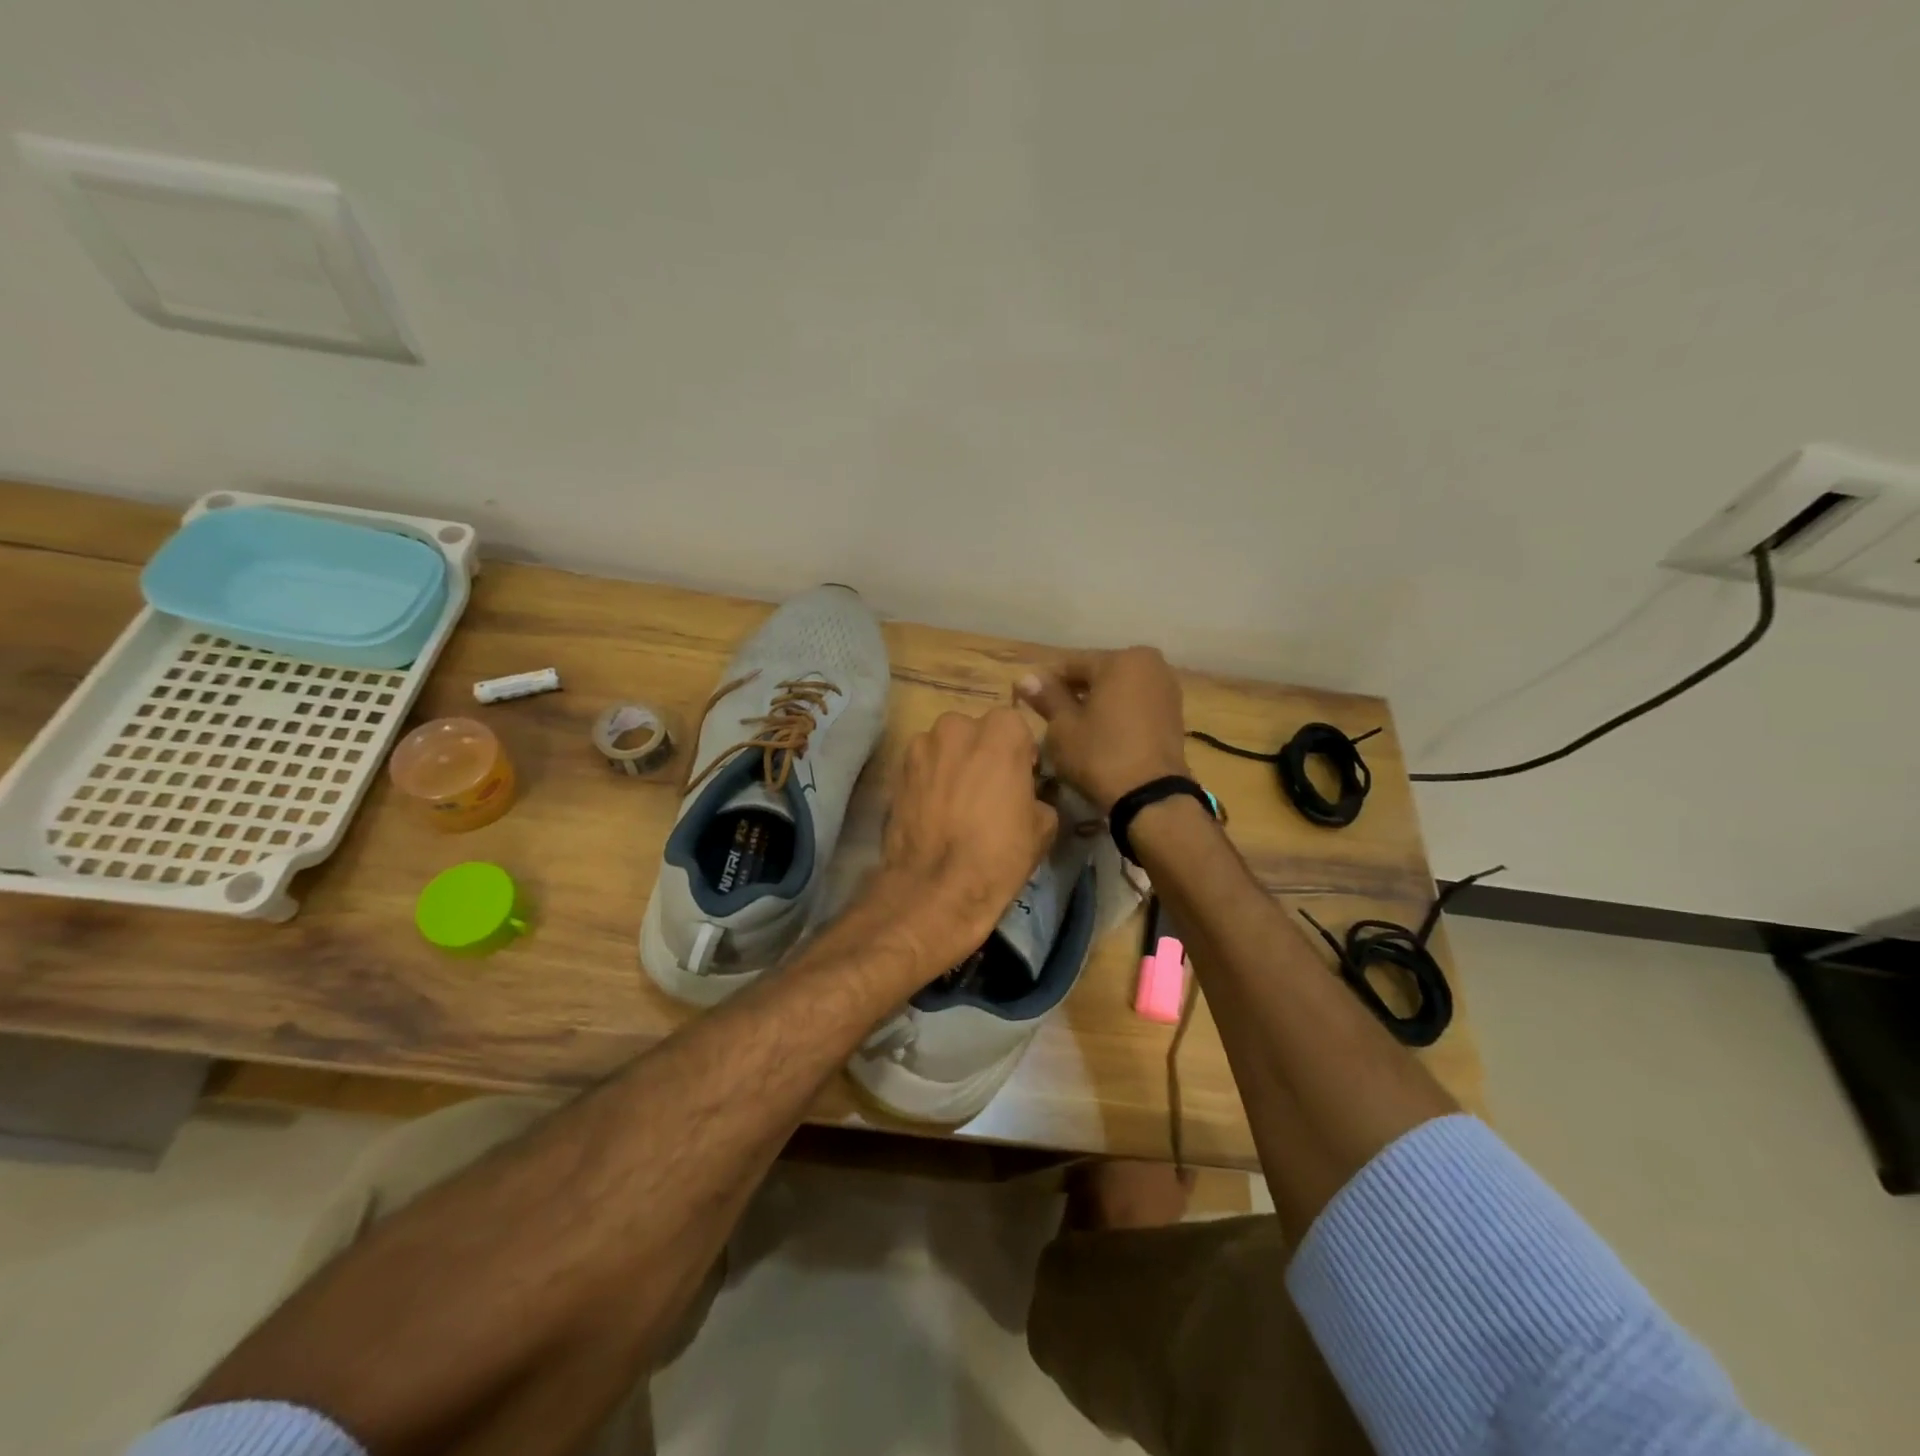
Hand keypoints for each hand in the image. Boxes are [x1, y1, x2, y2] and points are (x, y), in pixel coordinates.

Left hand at [871, 708, 1058, 974]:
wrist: (935, 888)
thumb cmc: (999, 853)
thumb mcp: (1043, 826)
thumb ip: (1038, 795)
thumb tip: (1028, 796)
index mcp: (1001, 730)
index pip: (1016, 728)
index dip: (1020, 755)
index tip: (1021, 782)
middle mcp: (957, 726)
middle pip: (976, 733)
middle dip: (983, 755)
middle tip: (989, 792)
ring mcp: (921, 746)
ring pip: (946, 748)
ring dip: (953, 765)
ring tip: (958, 804)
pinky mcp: (896, 771)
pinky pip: (922, 768)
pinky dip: (929, 782)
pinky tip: (935, 812)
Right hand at [1015, 648, 1190, 812]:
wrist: (1151, 796)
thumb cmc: (1100, 755)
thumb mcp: (1063, 727)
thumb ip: (1047, 697)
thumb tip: (1025, 677)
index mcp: (1121, 659)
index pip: (1072, 664)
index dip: (1046, 683)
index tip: (1028, 700)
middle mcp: (1150, 664)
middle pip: (1098, 673)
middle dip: (1074, 691)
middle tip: (1050, 717)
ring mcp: (1167, 688)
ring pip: (1118, 689)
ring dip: (1096, 702)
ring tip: (1074, 728)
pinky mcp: (1174, 713)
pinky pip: (1135, 703)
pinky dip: (1117, 712)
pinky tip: (1101, 733)